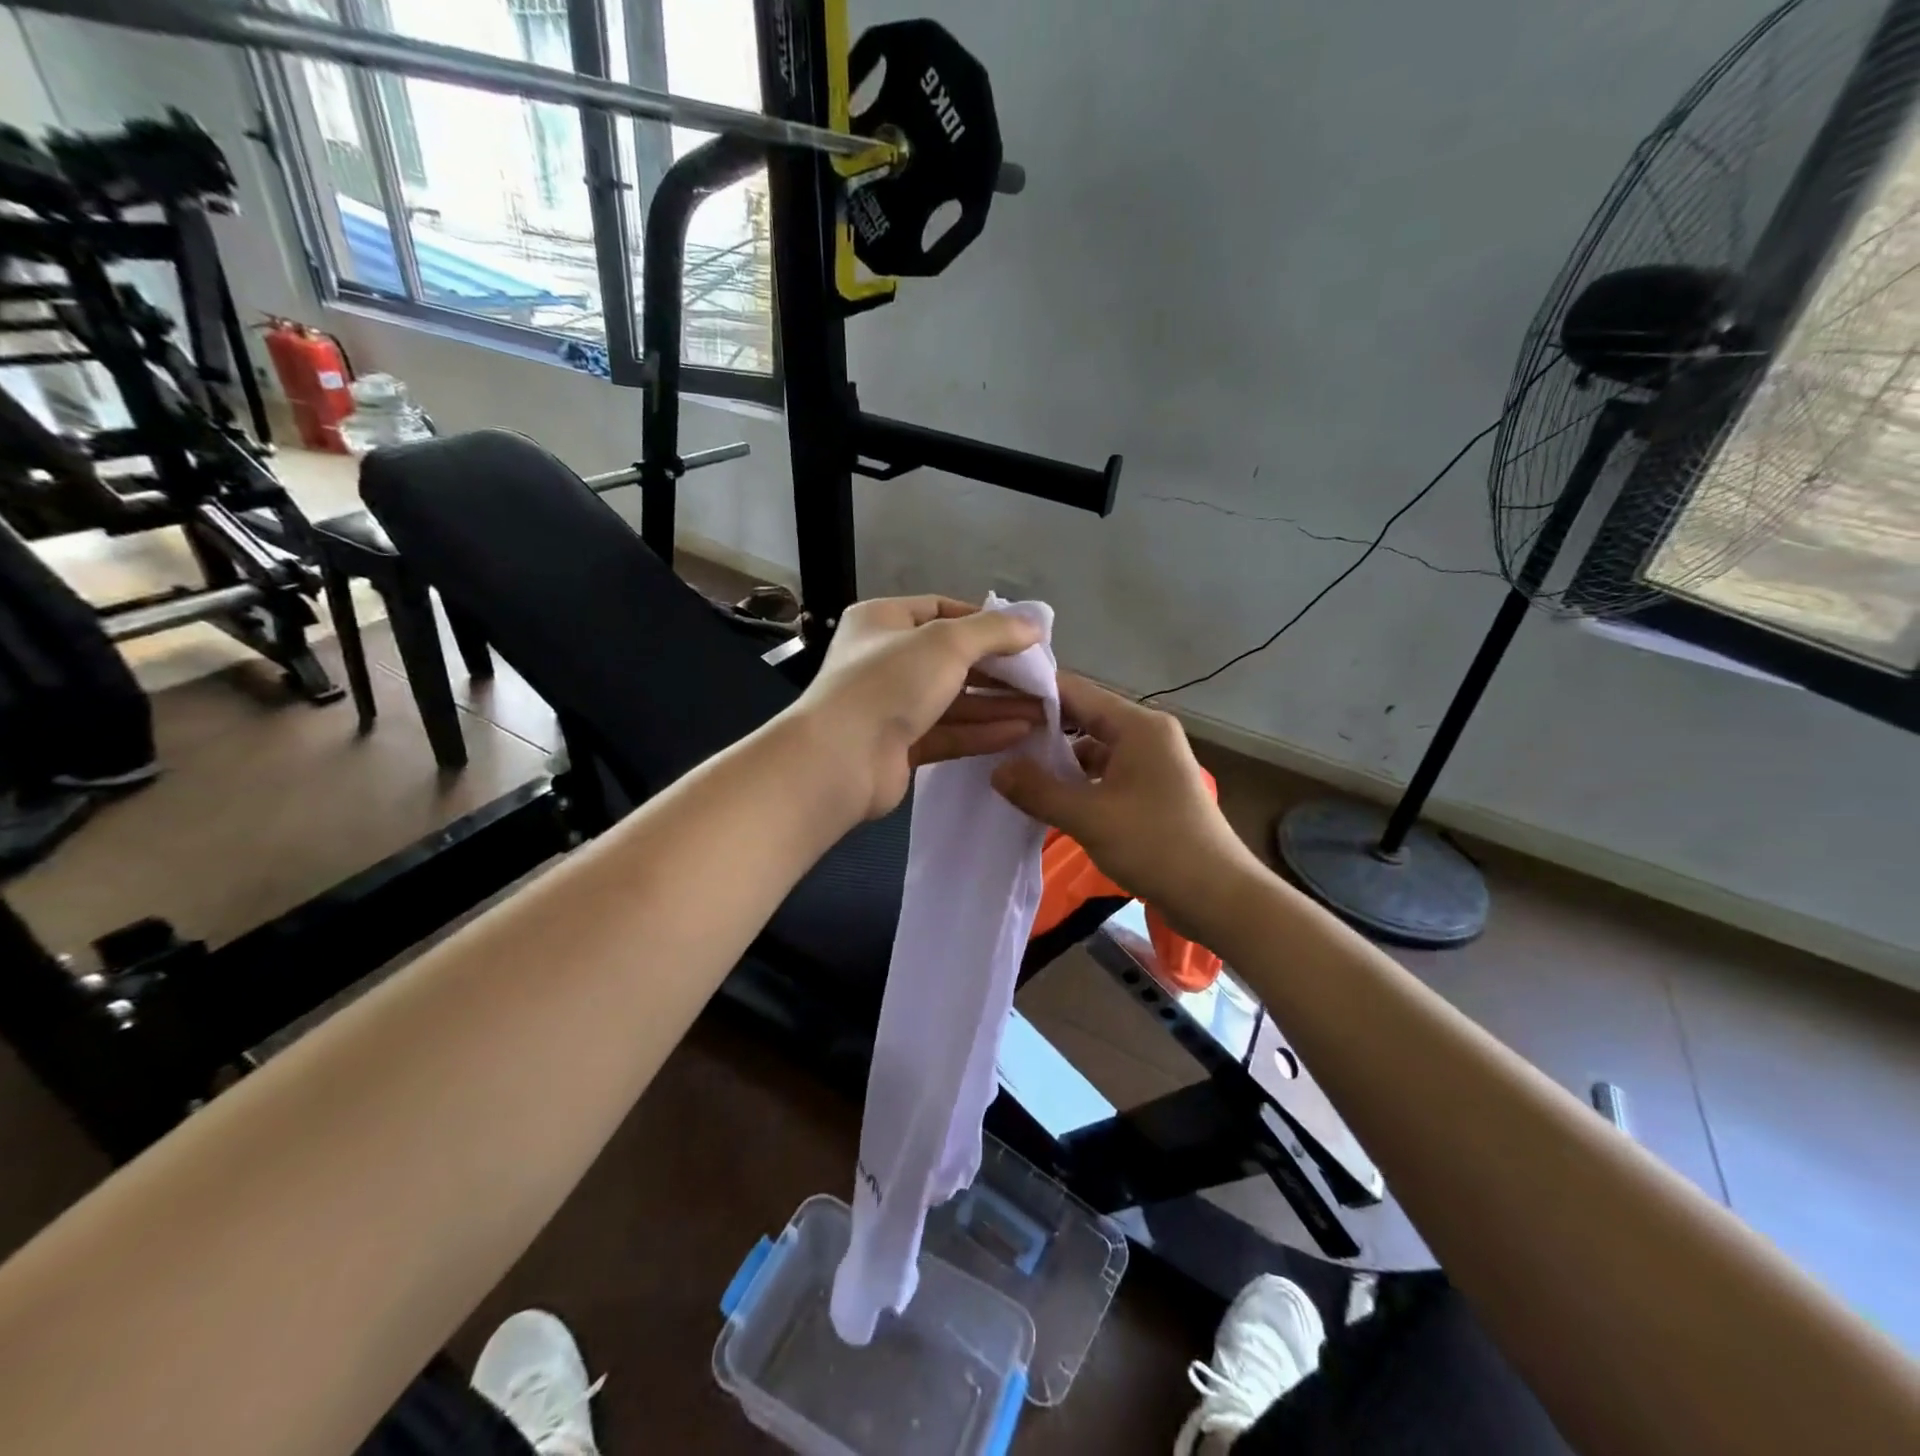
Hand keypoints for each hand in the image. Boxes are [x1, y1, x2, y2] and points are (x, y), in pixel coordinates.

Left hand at [795, 595, 1047, 819]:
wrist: (840, 759)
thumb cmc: (889, 682)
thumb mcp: (946, 642)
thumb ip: (994, 631)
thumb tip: (1036, 624)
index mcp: (883, 621)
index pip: (941, 609)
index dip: (984, 621)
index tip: (1024, 636)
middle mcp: (886, 659)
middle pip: (952, 659)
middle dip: (999, 670)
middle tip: (1042, 678)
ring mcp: (892, 706)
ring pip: (954, 700)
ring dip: (997, 704)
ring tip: (1043, 709)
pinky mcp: (901, 746)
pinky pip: (948, 733)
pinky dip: (982, 731)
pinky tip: (1020, 731)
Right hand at [992, 674, 1265, 938]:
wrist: (1217, 896)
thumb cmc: (1156, 845)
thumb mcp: (1090, 817)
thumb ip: (1039, 790)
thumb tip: (996, 770)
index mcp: (1138, 725)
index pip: (1076, 691)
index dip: (1033, 694)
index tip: (992, 701)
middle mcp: (1146, 734)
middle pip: (1084, 716)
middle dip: (1041, 727)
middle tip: (994, 735)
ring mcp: (1150, 762)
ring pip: (1093, 747)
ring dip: (1058, 757)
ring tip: (1011, 765)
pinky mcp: (1150, 789)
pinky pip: (1105, 772)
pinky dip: (1077, 779)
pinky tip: (1046, 794)